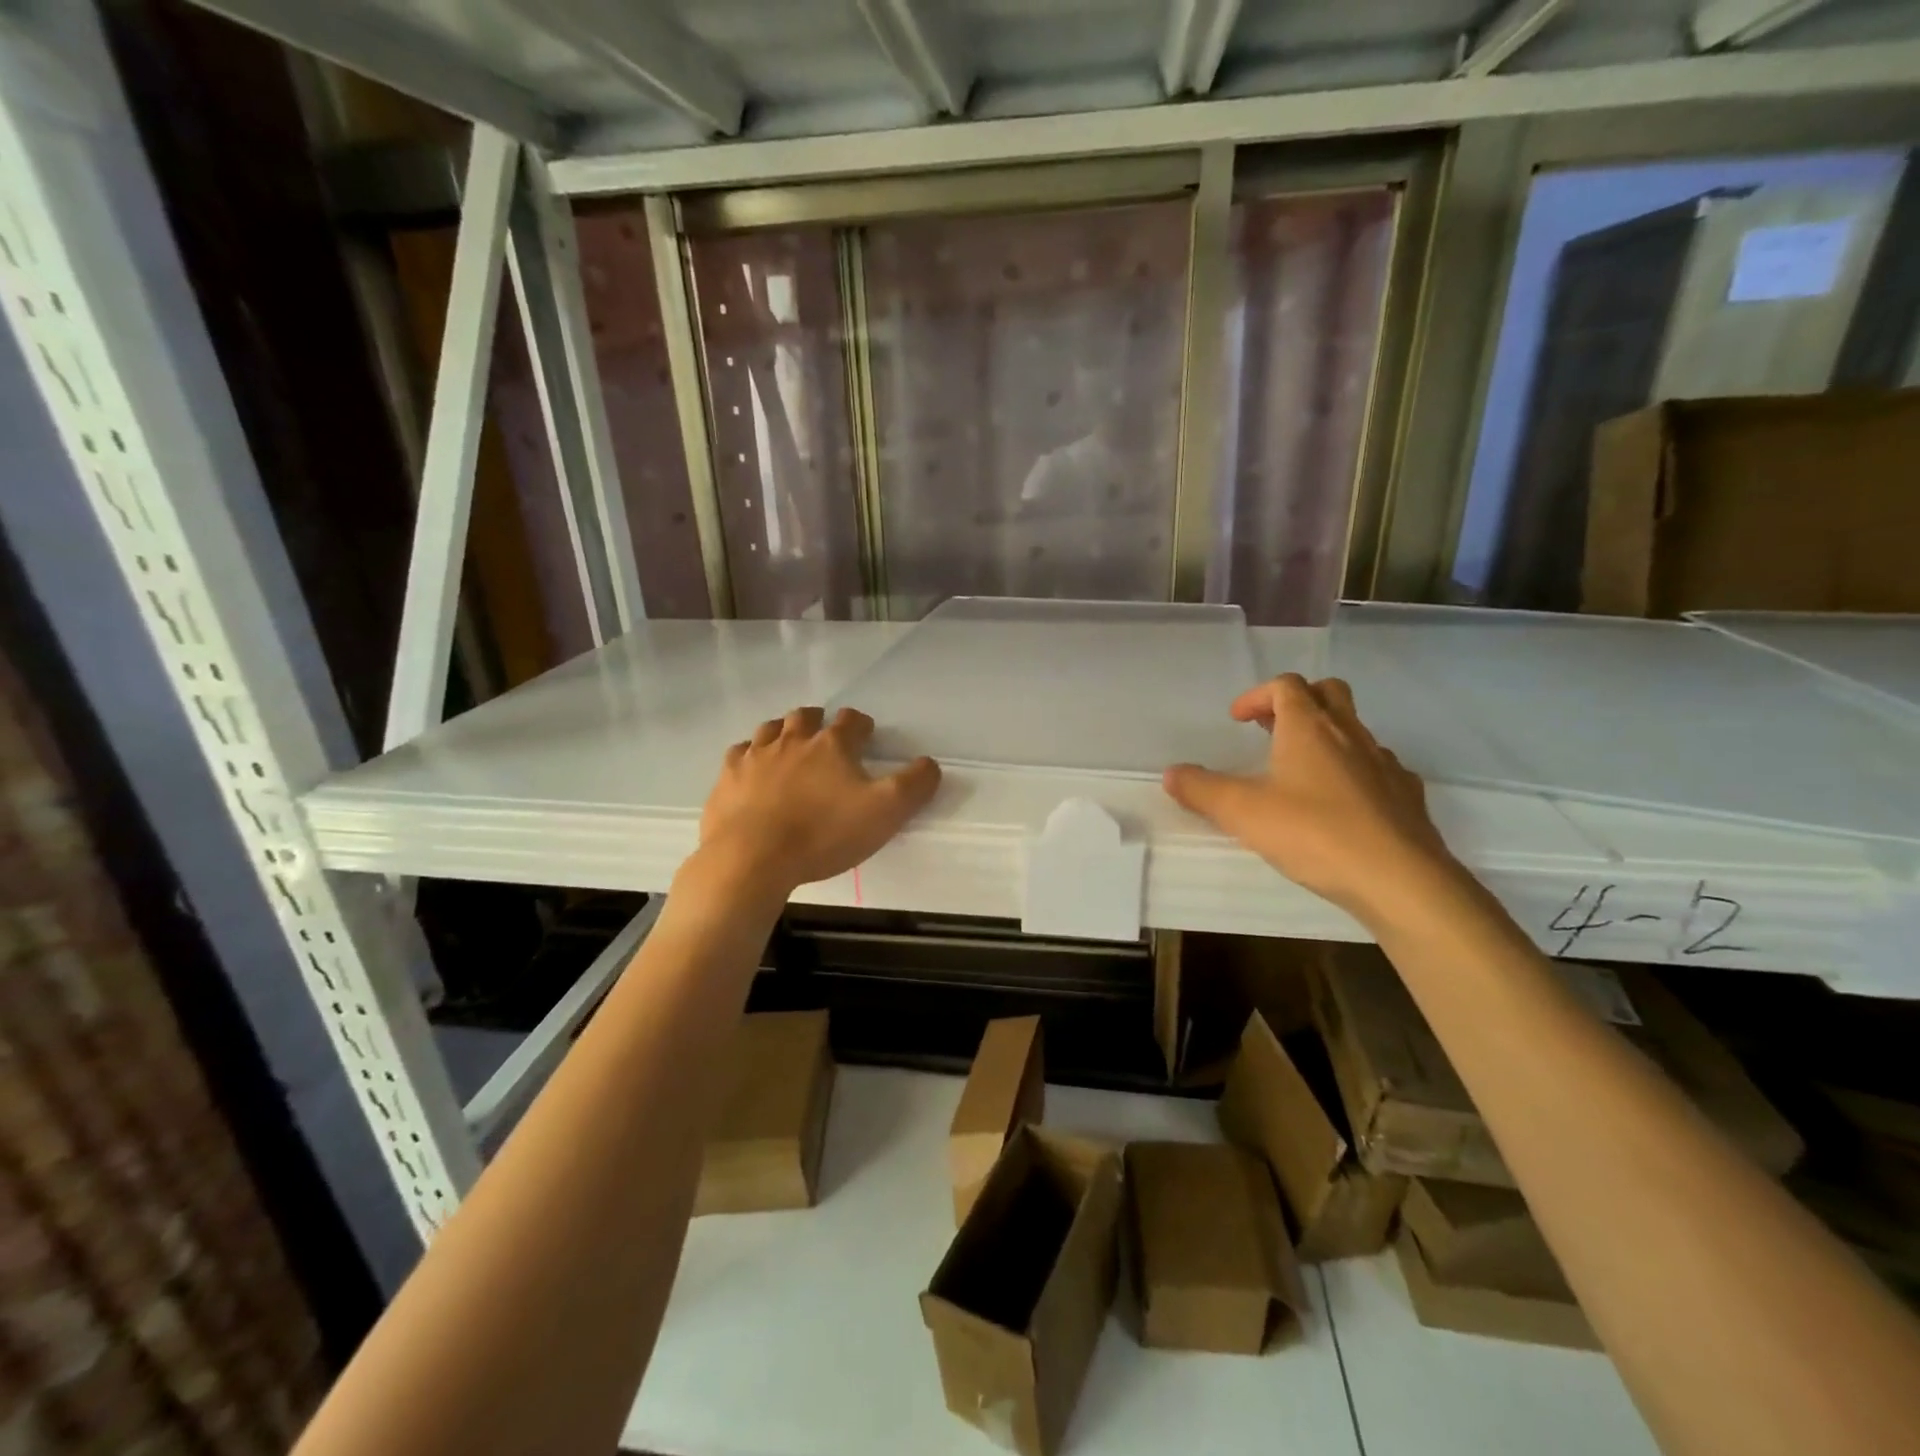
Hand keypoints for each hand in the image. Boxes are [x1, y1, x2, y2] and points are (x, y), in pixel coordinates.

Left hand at [695, 706, 940, 897]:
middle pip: (805, 716)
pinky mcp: (727, 778)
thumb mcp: (885, 812)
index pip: (851, 720)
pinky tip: (752, 769)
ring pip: (770, 729)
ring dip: (783, 732)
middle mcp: (792, 740)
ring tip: (789, 746)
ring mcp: (755, 756)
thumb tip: (930, 763)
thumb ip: (914, 785)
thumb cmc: (824, 834)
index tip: (866, 736)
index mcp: (832, 745)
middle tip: (825, 736)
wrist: (752, 858)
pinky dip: (749, 755)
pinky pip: (739, 753)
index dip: (861, 725)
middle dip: (819, 721)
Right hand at [1163, 675, 1462, 926]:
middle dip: (1297, 702)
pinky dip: (1354, 771)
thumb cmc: (1314, 833)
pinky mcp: (1406, 794)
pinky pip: (1377, 766)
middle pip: (1328, 692)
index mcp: (1309, 728)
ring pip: (1355, 729)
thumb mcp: (1242, 812)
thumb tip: (1171, 773)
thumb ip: (1202, 790)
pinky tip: (1341, 804)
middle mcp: (1350, 734)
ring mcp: (1384, 763)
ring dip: (1326, 736)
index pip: (1285, 686)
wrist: (1400, 879)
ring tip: (1301, 771)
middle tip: (1271, 729)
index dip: (1258, 696)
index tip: (1238, 720)